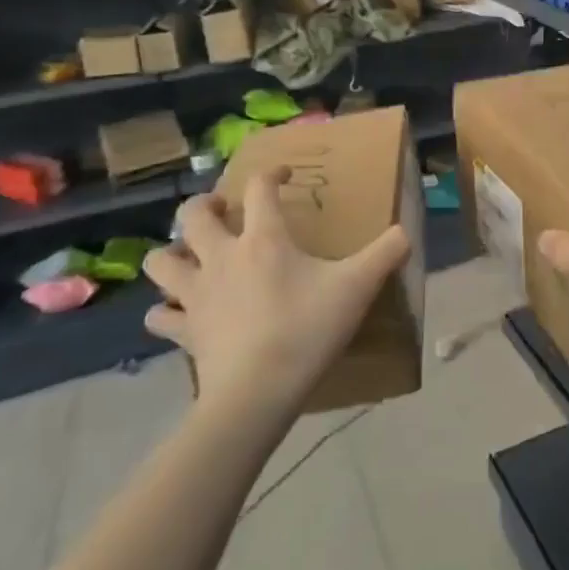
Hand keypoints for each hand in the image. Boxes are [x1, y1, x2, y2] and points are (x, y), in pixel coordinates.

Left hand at [143, 167, 410, 413]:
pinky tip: (178, 311)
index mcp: (264, 239)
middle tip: (223, 210)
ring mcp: (197, 294)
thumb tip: (407, 231)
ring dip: (172, 252)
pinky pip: (161, 316)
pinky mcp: (185, 331)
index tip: (285, 177)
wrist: (257, 395)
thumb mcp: (357, 287)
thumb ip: (386, 254)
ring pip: (161, 261)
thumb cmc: (307, 330)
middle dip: (204, 205)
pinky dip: (165, 310)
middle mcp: (222, 257)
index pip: (259, 188)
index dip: (271, 174)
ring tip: (191, 254)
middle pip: (192, 215)